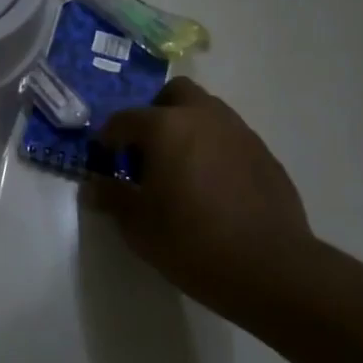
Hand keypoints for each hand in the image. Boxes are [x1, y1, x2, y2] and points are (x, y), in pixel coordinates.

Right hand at [88, 77, 313, 308]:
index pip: (125, 119)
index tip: (105, 159)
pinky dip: (215, 151)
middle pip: (175, 94)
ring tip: (181, 170)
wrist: (269, 268)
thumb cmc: (190, 240)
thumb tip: (93, 187)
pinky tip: (213, 188)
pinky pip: (231, 140)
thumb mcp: (138, 224)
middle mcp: (204, 117)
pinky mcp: (265, 156)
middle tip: (148, 150)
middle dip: (156, 113)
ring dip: (188, 130)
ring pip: (207, 113)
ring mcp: (240, 134)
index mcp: (166, 127)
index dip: (109, 138)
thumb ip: (112, 197)